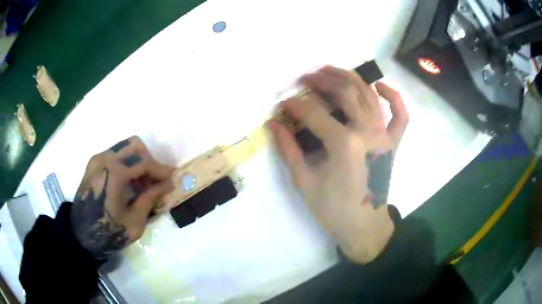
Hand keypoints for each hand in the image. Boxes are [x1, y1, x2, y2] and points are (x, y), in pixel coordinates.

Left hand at [70, 136, 174, 259]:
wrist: (81, 235)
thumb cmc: (108, 232)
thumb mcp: (134, 221)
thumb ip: (150, 198)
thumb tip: (167, 184)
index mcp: (114, 172)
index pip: (145, 162)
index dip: (161, 170)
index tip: (173, 179)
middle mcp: (105, 158)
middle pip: (135, 145)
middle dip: (149, 160)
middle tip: (155, 180)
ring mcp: (97, 159)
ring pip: (125, 147)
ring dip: (137, 161)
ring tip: (142, 183)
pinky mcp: (93, 164)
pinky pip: (115, 154)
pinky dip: (126, 163)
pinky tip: (128, 182)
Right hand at [268, 66, 407, 263]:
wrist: (363, 226)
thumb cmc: (333, 209)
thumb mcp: (304, 182)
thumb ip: (288, 150)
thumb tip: (272, 124)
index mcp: (344, 145)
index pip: (314, 112)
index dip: (294, 104)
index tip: (282, 103)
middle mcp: (367, 133)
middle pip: (345, 93)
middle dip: (322, 80)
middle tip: (305, 76)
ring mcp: (384, 136)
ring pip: (369, 95)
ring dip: (350, 78)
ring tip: (331, 69)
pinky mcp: (394, 143)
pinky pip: (401, 115)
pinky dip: (394, 97)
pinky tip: (381, 86)